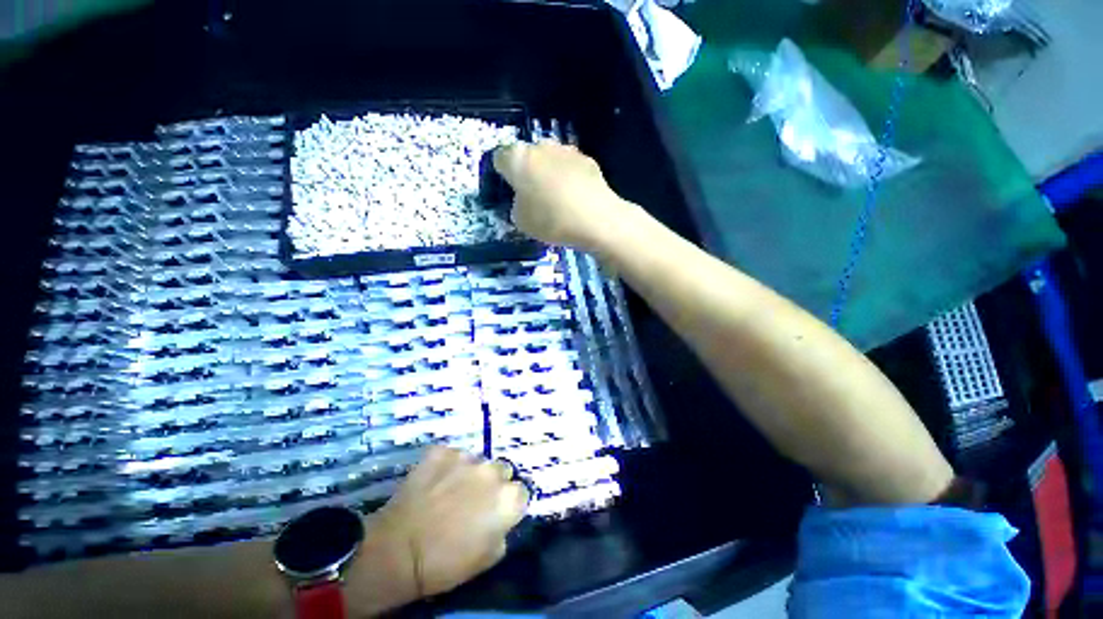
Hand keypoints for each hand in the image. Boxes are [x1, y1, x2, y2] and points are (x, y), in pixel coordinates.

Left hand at [370, 447, 529, 596]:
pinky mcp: (443, 451)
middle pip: (501, 471)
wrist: (397, 551)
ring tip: (450, 491)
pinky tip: (434, 482)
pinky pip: (452, 455)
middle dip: (492, 484)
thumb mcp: (488, 557)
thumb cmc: (445, 563)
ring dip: (470, 473)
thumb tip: (501, 517)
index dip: (509, 504)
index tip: (496, 513)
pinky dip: (447, 466)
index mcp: (509, 498)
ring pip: (477, 461)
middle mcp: (493, 471)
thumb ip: (503, 530)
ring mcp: (467, 457)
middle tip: (473, 501)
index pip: (521, 492)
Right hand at [493, 142, 639, 251]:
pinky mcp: (587, 159)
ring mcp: (566, 150)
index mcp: (518, 158)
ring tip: (557, 198)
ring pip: (550, 159)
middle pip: (527, 156)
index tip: (510, 191)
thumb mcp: (521, 221)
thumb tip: (524, 199)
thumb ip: (517, 204)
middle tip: (533, 196)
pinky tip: (575, 197)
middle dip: (527, 172)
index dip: (503, 175)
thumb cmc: (551, 220)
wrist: (596, 219)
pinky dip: (568, 178)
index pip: (500, 158)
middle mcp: (540, 146)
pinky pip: (569, 167)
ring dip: (548, 173)